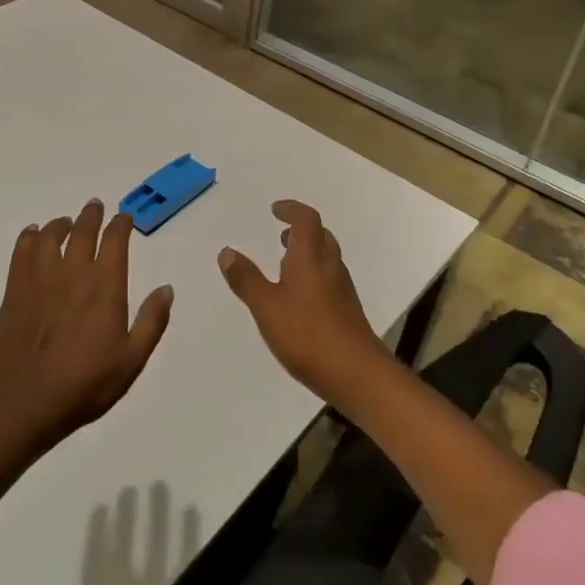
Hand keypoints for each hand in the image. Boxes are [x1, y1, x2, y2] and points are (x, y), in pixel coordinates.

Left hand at [0, 200, 173, 450]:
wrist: (28, 402)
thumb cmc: (86, 384)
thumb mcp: (132, 360)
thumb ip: (152, 321)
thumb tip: (167, 288)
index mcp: (105, 286)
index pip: (115, 241)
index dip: (121, 224)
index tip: (124, 218)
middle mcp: (74, 273)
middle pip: (83, 231)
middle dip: (92, 216)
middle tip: (95, 206)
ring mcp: (41, 279)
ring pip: (50, 236)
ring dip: (61, 224)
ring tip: (66, 222)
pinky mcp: (16, 291)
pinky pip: (22, 252)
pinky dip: (29, 237)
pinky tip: (33, 235)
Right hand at [217, 200, 387, 404]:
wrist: (357, 374)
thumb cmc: (308, 334)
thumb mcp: (266, 306)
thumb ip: (246, 279)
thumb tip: (227, 251)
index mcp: (311, 258)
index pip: (306, 219)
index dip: (291, 210)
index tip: (275, 210)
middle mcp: (330, 266)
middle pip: (320, 236)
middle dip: (301, 230)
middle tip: (282, 234)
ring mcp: (342, 290)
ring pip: (326, 258)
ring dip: (307, 252)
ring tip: (285, 263)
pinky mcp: (346, 311)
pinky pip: (329, 278)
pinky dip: (313, 274)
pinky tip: (299, 297)